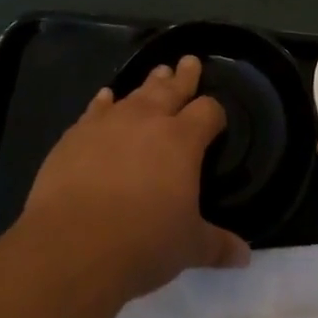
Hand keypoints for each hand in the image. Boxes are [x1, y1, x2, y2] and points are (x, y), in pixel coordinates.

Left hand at [21, 56, 249, 300]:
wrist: (72, 247)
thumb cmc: (142, 243)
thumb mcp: (188, 248)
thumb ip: (217, 245)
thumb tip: (244, 256)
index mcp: (183, 140)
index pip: (208, 112)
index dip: (215, 113)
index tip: (216, 119)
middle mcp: (149, 121)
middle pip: (172, 89)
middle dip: (184, 77)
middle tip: (189, 61)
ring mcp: (109, 123)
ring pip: (136, 94)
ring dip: (149, 84)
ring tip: (158, 73)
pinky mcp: (76, 135)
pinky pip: (96, 110)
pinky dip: (103, 103)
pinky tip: (105, 97)